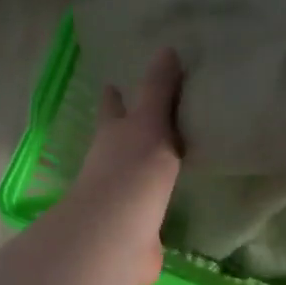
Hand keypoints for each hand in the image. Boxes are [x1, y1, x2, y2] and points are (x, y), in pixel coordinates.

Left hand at [68, 49, 184, 283]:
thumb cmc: (131, 171)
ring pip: (133, 177)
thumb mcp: (149, 123)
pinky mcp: (136, 230)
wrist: (116, 236)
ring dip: (145, 170)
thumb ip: (158, 91)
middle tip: (144, 120)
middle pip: (118, 143)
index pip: (112, 108)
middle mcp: (111, 166)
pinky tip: (175, 208)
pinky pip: (150, 212)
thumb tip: (167, 48)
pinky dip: (158, 207)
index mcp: (113, 136)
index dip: (114, 97)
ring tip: (169, 161)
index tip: (112, 83)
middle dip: (125, 133)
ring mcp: (120, 200)